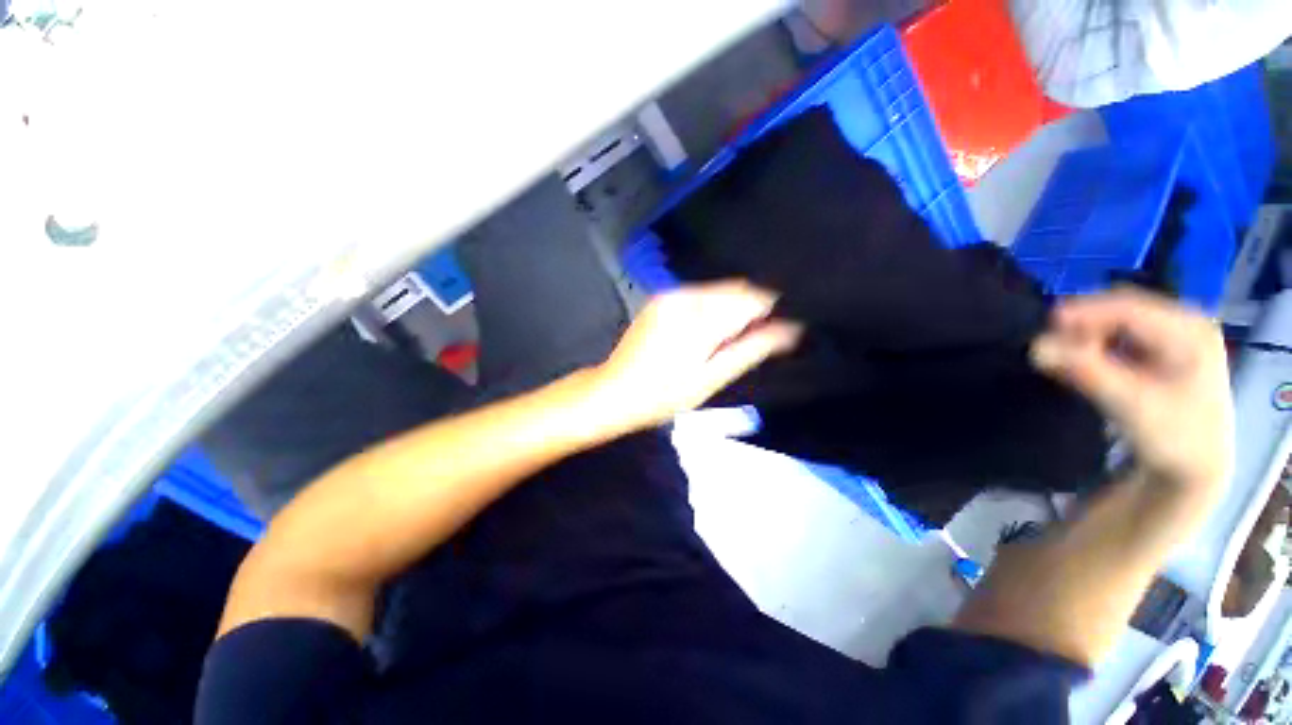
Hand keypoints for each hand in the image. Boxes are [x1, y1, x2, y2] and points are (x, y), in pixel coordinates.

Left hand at [592, 281, 801, 429]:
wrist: (614, 391)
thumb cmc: (663, 395)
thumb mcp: (711, 378)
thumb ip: (750, 349)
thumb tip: (791, 329)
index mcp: (700, 319)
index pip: (752, 297)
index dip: (773, 308)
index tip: (783, 326)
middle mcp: (685, 297)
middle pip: (736, 289)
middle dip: (752, 308)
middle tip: (756, 338)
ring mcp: (669, 295)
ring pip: (718, 290)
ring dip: (732, 307)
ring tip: (730, 338)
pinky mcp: (660, 299)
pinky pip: (699, 294)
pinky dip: (713, 307)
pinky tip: (708, 331)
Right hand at [1030, 289, 1233, 491]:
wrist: (1197, 469)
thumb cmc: (1172, 437)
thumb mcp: (1129, 405)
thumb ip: (1085, 371)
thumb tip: (1036, 347)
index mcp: (1190, 331)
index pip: (1128, 308)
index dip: (1083, 314)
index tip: (1043, 331)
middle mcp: (1187, 323)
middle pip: (1123, 310)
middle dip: (1084, 325)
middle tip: (1052, 348)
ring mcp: (1178, 335)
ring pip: (1120, 321)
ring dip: (1088, 335)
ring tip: (1064, 357)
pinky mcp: (1166, 348)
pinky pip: (1124, 334)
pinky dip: (1098, 344)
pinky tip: (1084, 360)